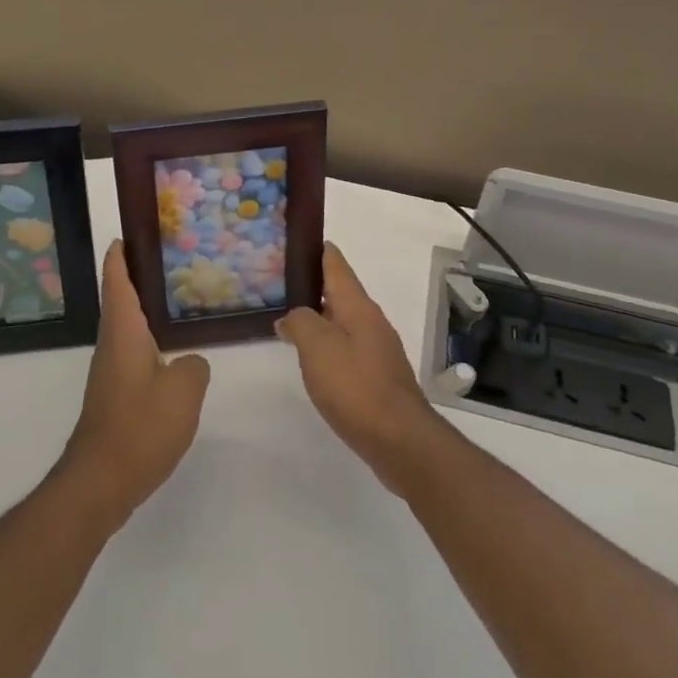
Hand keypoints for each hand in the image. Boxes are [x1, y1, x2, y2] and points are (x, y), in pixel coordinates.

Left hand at [59, 242, 210, 528]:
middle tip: (171, 261)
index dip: (119, 256)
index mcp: (123, 332)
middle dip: (138, 277)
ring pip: (128, 328)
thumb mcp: (183, 391)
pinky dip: (150, 339)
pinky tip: (174, 351)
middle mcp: (112, 345)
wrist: (101, 481)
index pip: (116, 281)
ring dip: (145, 310)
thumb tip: (190, 362)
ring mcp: (111, 371)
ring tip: (179, 300)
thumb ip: (195, 366)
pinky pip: (134, 353)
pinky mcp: (115, 395)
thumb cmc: (139, 427)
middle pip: (120, 300)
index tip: (127, 234)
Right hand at [276, 243, 444, 495]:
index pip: (336, 264)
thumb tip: (291, 317)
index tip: (295, 239)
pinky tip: (311, 357)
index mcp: (357, 306)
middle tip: (278, 281)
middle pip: (339, 291)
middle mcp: (370, 321)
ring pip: (342, 320)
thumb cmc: (355, 386)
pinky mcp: (376, 375)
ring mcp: (376, 349)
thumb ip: (300, 322)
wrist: (399, 439)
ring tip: (288, 317)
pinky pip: (346, 347)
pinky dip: (326, 343)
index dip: (316, 249)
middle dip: (312, 283)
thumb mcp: (317, 347)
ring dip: (318, 315)